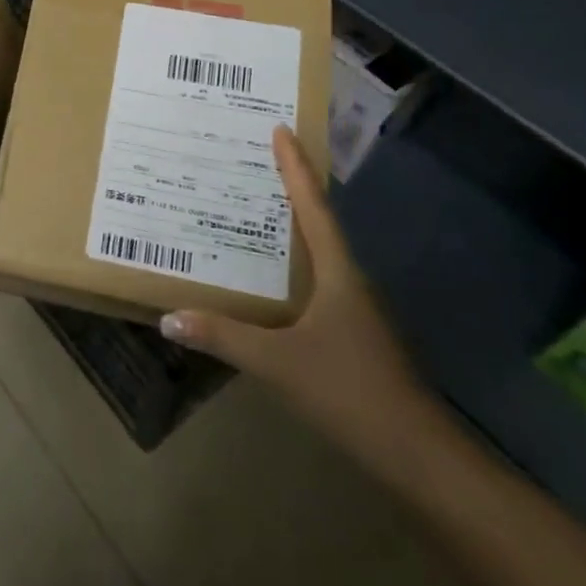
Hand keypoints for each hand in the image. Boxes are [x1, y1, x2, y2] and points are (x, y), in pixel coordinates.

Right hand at [160, 126, 431, 467]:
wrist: (417, 455)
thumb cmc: (350, 392)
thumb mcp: (278, 363)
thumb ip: (224, 337)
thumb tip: (169, 318)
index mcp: (338, 273)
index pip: (313, 207)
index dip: (295, 167)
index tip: (281, 129)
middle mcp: (348, 280)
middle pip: (316, 221)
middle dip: (289, 187)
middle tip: (253, 159)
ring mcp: (353, 308)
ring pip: (316, 252)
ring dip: (289, 226)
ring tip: (250, 208)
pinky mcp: (351, 333)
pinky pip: (314, 281)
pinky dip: (289, 264)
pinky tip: (266, 276)